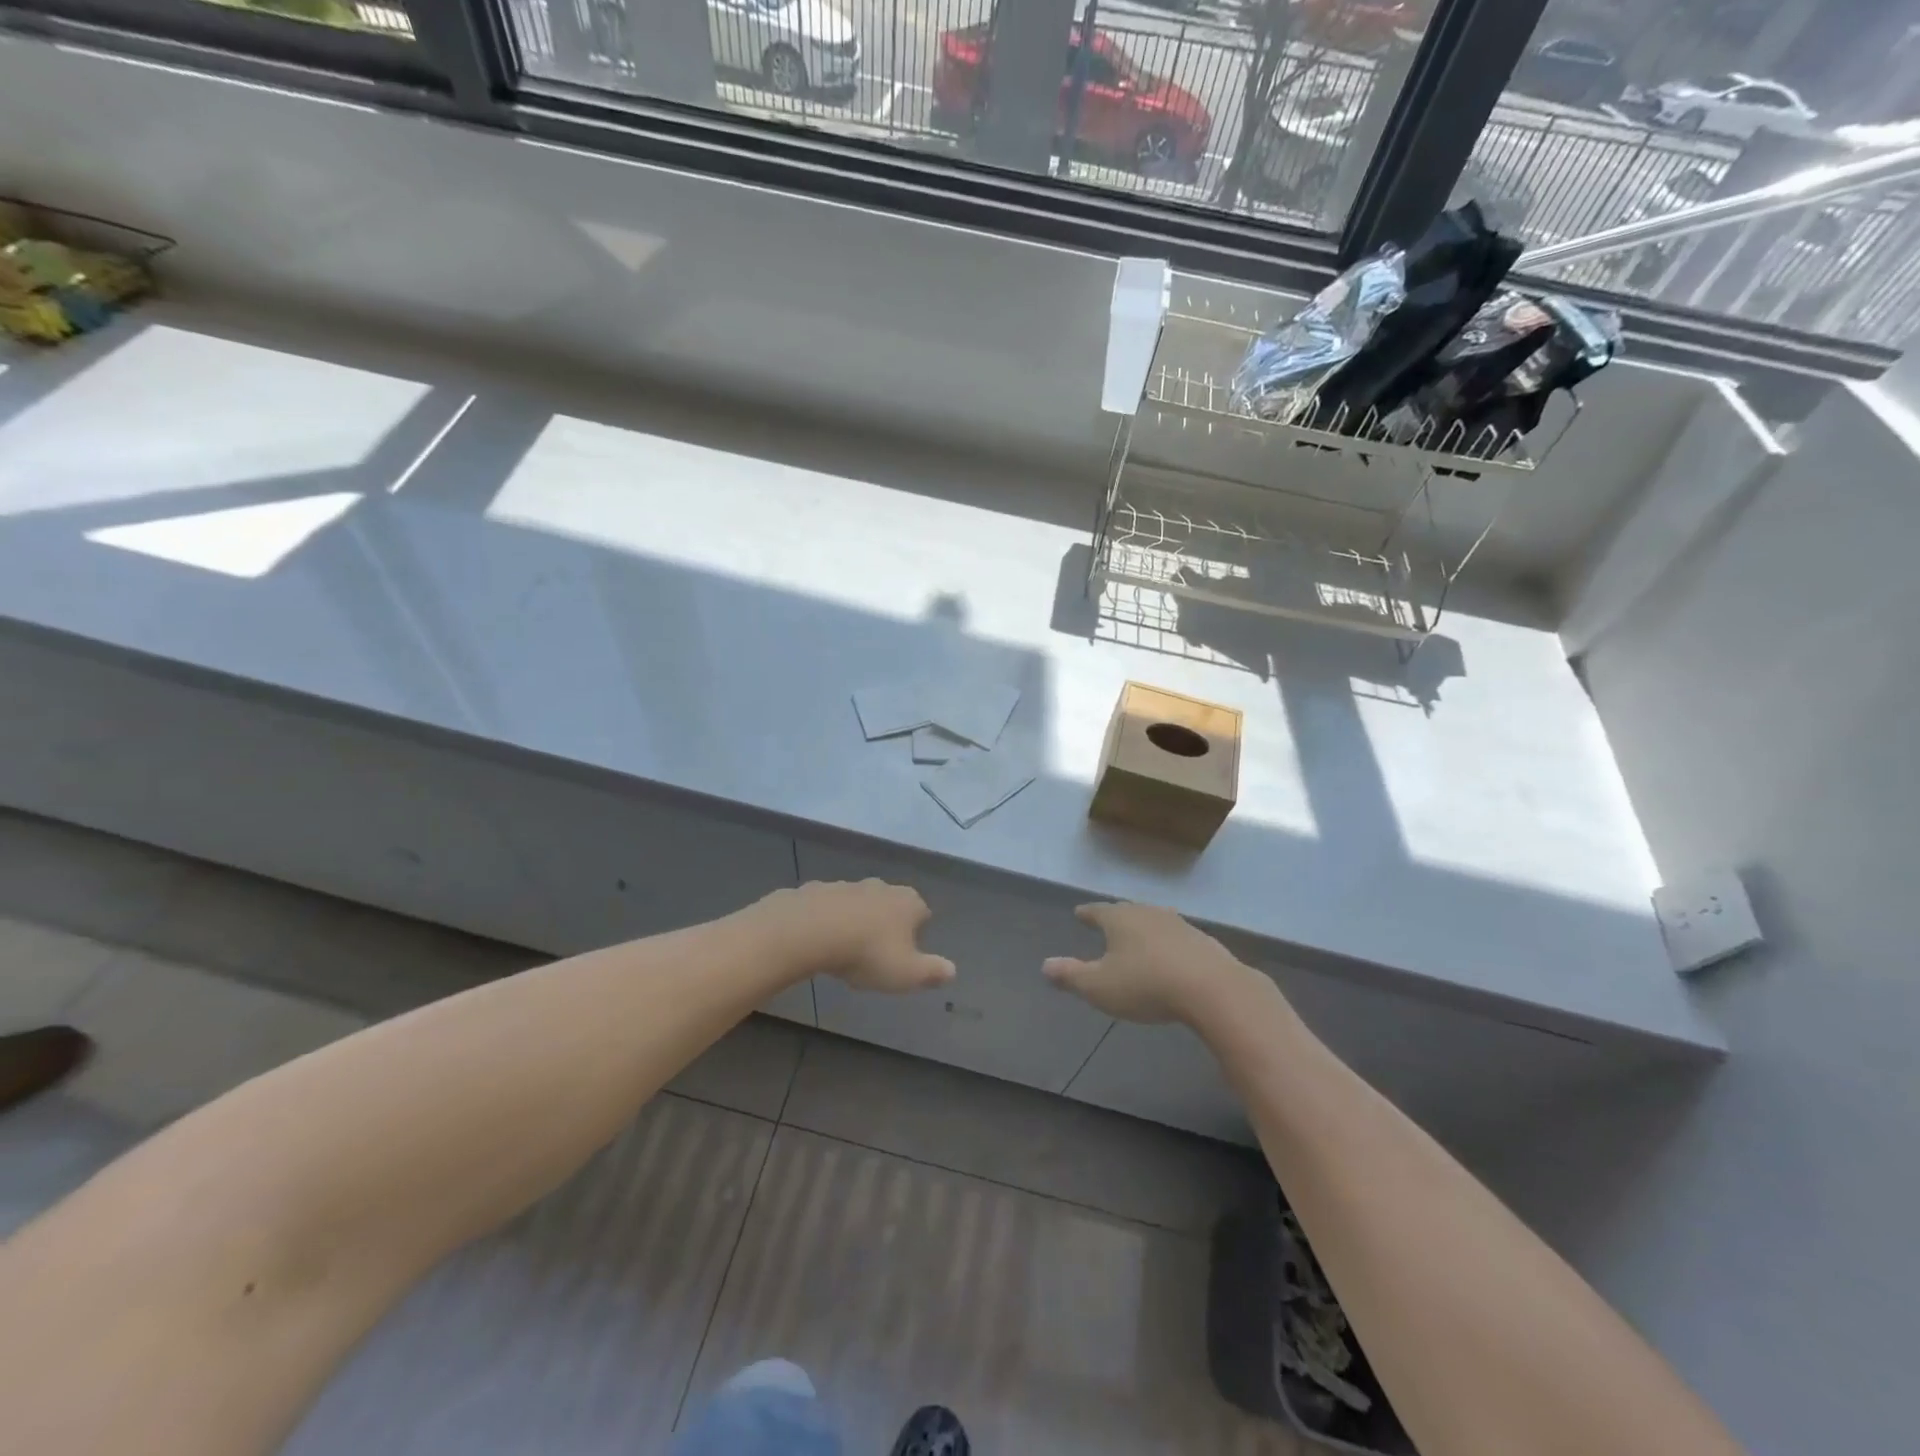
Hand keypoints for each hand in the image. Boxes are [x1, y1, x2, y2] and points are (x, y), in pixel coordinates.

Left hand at [761, 880, 954, 992]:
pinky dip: (827, 920)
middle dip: (886, 924)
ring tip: (846, 950)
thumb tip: (952, 971)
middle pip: (890, 905)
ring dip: (856, 921)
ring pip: (859, 904)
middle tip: (877, 954)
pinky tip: (819, 941)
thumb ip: (932, 972)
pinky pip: (828, 907)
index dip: (917, 933)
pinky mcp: (817, 890)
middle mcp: (881, 887)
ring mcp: (847, 885)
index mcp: (908, 902)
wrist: (810, 930)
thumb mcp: (907, 973)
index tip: (907, 955)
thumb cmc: (867, 953)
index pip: (923, 913)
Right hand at [1044, 902, 1254, 1023]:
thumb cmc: (1146, 985)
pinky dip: (1168, 943)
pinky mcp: (1203, 941)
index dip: (1087, 914)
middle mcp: (1148, 913)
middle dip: (1116, 917)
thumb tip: (1045, 965)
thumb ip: (1071, 975)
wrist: (1212, 989)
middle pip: (1127, 911)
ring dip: (1144, 928)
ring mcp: (1179, 924)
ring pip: (1154, 921)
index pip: (1097, 911)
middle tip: (1107, 921)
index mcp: (1120, 919)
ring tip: (1138, 936)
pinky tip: (1170, 955)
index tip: (1079, 913)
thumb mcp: (1099, 987)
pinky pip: (1177, 937)